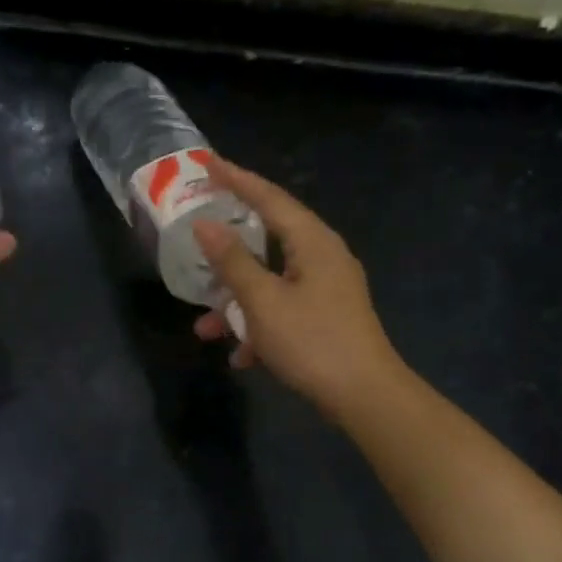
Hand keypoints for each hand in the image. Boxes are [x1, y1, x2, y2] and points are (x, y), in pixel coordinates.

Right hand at [192, 156, 403, 420]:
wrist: (365, 397)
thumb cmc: (312, 342)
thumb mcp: (263, 301)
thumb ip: (232, 262)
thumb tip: (204, 226)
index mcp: (313, 242)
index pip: (270, 198)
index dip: (237, 179)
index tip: (208, 163)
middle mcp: (323, 257)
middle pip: (269, 239)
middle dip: (228, 250)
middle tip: (197, 234)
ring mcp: (327, 290)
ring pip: (271, 282)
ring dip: (237, 303)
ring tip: (204, 326)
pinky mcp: (326, 318)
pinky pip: (283, 310)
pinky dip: (259, 326)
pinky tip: (241, 357)